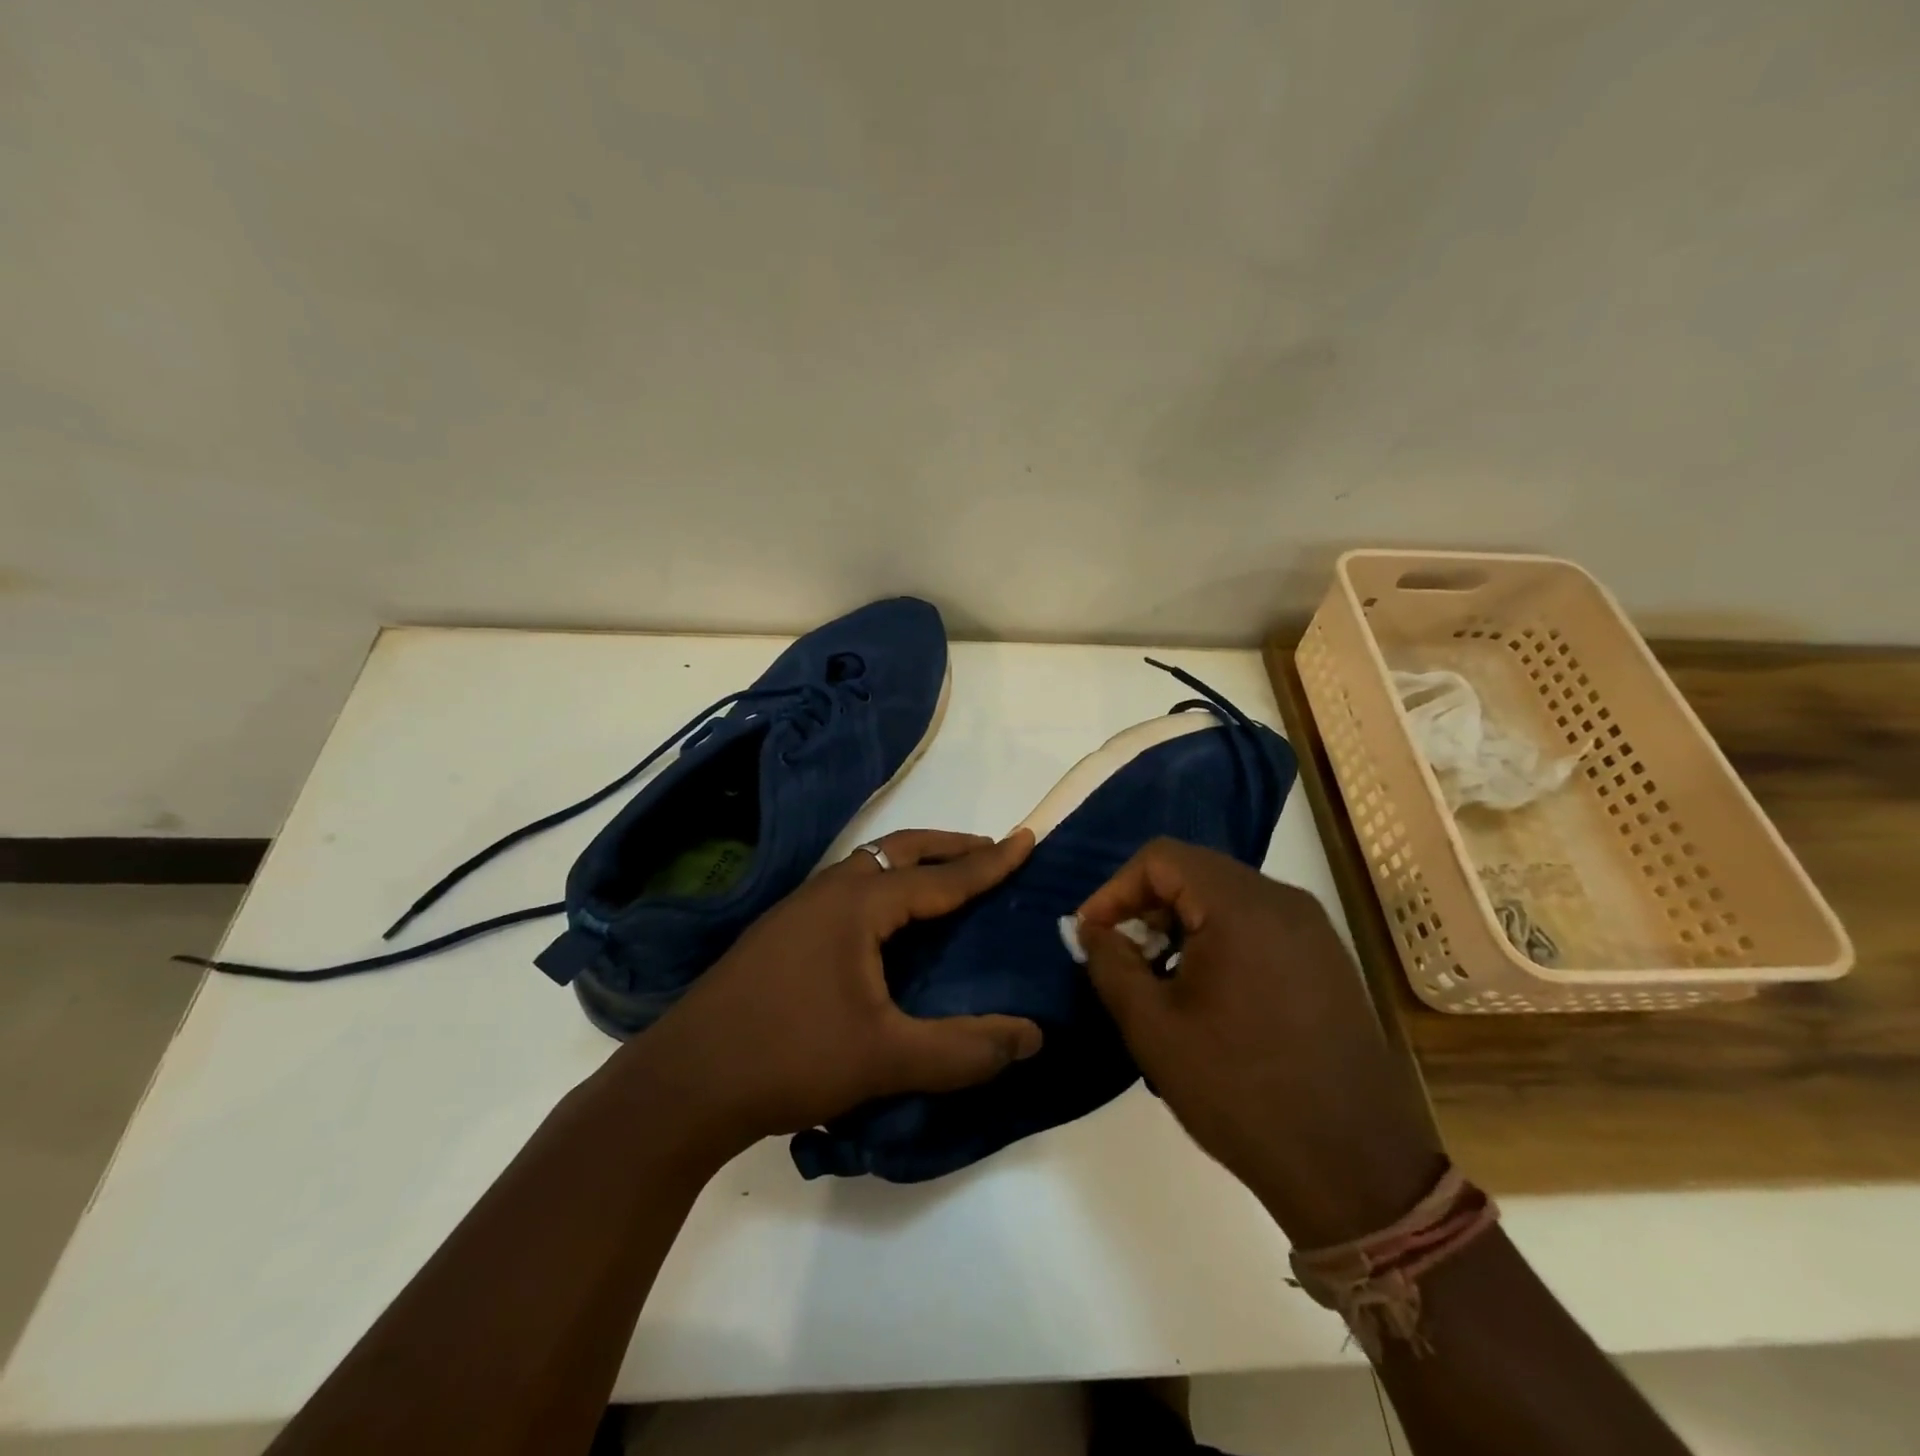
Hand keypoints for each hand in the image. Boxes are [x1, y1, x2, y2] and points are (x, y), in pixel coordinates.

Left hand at [611, 829, 1042, 1160]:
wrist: (683, 1083)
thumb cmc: (788, 1057)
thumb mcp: (885, 1058)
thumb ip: (963, 1050)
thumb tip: (1032, 1038)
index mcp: (856, 904)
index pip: (939, 876)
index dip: (988, 862)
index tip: (1027, 840)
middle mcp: (827, 891)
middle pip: (899, 851)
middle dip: (949, 847)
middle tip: (991, 851)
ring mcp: (797, 910)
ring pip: (868, 868)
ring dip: (912, 865)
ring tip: (947, 881)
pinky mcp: (780, 934)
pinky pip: (847, 890)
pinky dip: (884, 889)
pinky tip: (887, 925)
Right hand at [1076, 837, 1444, 1247]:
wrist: (1354, 1168)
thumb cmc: (1240, 1091)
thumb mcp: (1154, 1028)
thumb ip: (1111, 964)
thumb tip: (1090, 929)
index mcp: (1241, 906)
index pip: (1161, 857)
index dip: (1115, 889)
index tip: (1093, 934)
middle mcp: (1283, 901)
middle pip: (1195, 871)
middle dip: (1147, 907)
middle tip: (1125, 958)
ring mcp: (1313, 929)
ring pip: (1226, 897)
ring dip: (1182, 924)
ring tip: (1162, 980)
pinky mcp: (1328, 959)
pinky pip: (1258, 924)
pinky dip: (1220, 939)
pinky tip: (1210, 995)